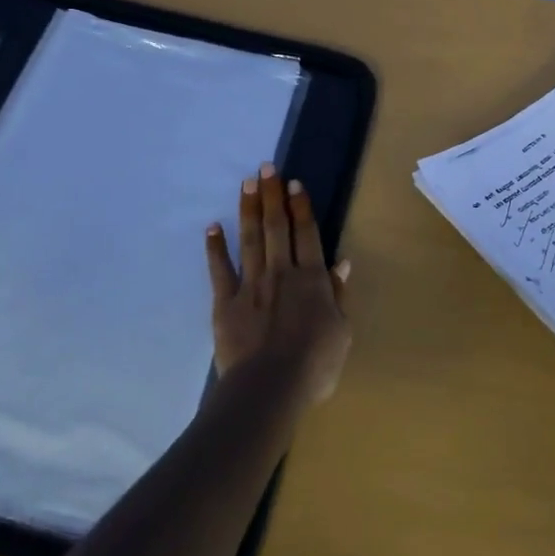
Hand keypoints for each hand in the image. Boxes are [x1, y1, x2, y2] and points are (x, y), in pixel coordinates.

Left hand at [205, 164, 353, 404]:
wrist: (269, 388)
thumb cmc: (313, 365)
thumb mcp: (341, 332)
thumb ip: (339, 295)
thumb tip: (342, 262)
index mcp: (311, 279)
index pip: (307, 234)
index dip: (301, 207)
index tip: (294, 182)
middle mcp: (281, 273)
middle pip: (276, 227)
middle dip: (272, 195)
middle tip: (266, 167)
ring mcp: (251, 285)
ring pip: (250, 239)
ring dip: (248, 209)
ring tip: (246, 183)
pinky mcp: (226, 302)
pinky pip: (220, 270)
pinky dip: (216, 248)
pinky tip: (212, 227)